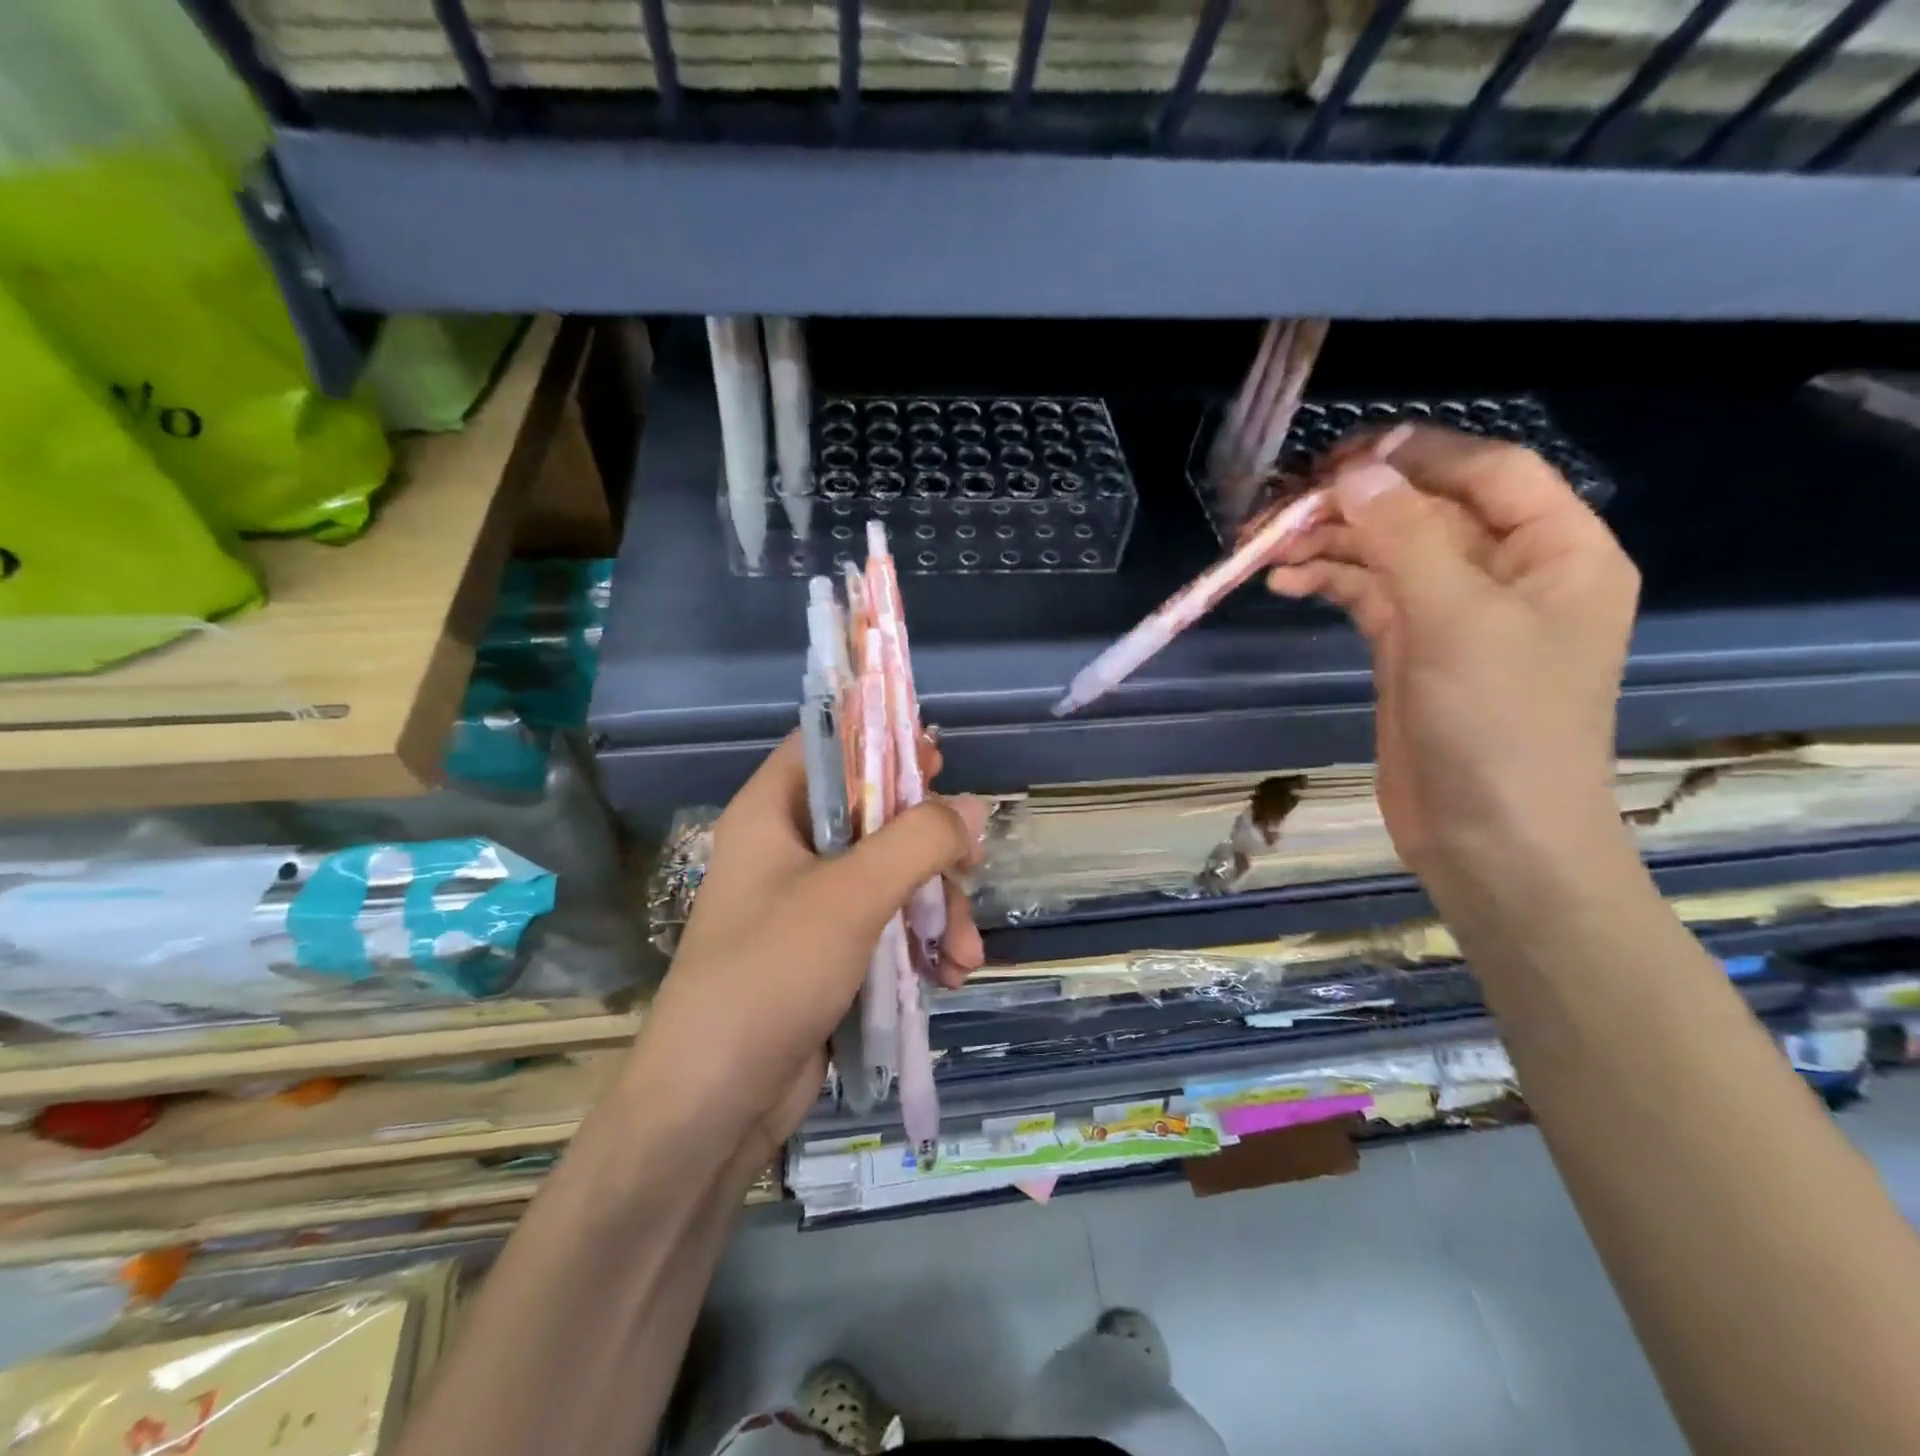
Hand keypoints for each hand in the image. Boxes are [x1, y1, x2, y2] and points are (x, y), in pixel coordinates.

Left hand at [631, 736, 985, 1168]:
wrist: (714, 1104)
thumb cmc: (770, 974)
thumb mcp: (851, 895)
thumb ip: (917, 841)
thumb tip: (971, 808)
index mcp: (773, 813)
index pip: (828, 746)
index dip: (880, 740)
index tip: (938, 758)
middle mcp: (789, 849)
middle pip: (875, 815)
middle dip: (931, 849)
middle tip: (970, 865)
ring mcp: (810, 905)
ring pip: (892, 876)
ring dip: (936, 910)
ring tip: (963, 955)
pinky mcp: (829, 953)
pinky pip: (887, 926)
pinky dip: (920, 945)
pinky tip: (948, 976)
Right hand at [1266, 427, 1639, 904]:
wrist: (1492, 840)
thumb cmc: (1498, 726)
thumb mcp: (1457, 620)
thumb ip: (1406, 537)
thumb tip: (1355, 473)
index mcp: (1557, 551)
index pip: (1489, 472)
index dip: (1417, 455)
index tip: (1339, 457)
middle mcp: (1509, 573)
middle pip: (1425, 512)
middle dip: (1353, 506)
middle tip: (1279, 508)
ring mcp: (1456, 615)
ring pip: (1387, 554)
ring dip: (1329, 546)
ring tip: (1263, 550)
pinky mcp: (1412, 651)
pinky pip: (1368, 597)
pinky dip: (1329, 584)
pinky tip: (1285, 584)